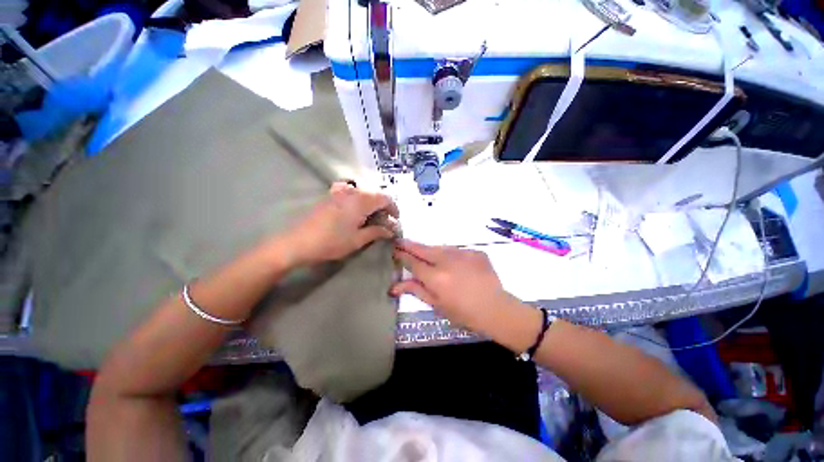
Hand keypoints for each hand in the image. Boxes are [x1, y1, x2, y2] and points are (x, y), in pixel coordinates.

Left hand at [285, 182, 398, 265]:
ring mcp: (340, 192)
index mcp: (361, 201)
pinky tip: (357, 215)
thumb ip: (377, 232)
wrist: (297, 242)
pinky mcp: (331, 196)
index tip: (395, 220)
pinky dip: (360, 202)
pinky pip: (352, 194)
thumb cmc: (331, 242)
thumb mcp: (357, 240)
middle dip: (383, 207)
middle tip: (385, 222)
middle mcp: (352, 192)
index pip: (385, 198)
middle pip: (375, 194)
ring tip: (372, 220)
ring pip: (364, 194)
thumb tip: (391, 230)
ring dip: (372, 205)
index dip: (393, 208)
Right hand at [391, 239, 515, 333]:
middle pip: (423, 249)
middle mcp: (447, 261)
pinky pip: (457, 251)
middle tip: (400, 241)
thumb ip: (416, 290)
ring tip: (426, 255)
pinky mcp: (475, 251)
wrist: (496, 309)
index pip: (413, 262)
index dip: (402, 255)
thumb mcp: (437, 305)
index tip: (394, 249)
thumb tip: (394, 287)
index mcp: (435, 277)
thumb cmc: (464, 313)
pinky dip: (451, 256)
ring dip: (431, 251)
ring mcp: (463, 254)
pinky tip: (454, 265)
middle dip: (410, 245)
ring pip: (440, 248)